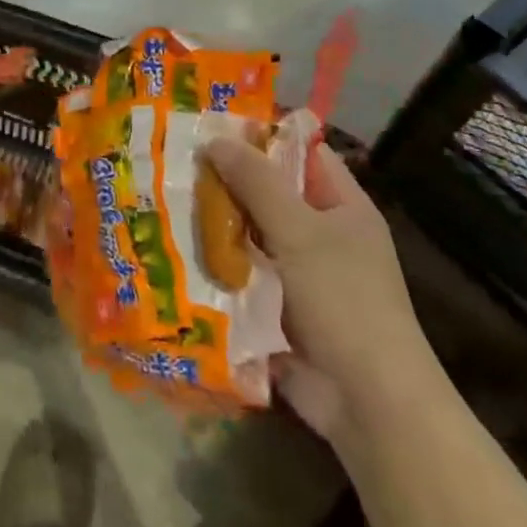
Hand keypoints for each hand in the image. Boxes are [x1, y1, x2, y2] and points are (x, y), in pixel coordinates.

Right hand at [201, 137, 440, 446]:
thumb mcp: (300, 232)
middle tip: (170, 160)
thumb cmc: (344, 302)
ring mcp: (296, 274)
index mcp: (341, 207)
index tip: (209, 123)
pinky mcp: (274, 307)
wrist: (367, 403)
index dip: (259, 136)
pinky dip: (213, 264)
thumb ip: (257, 183)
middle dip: (224, 180)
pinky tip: (170, 247)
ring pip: (247, 235)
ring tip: (159, 197)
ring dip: (212, 224)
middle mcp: (320, 235)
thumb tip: (215, 138)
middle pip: (267, 194)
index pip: (300, 153)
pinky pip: (239, 274)